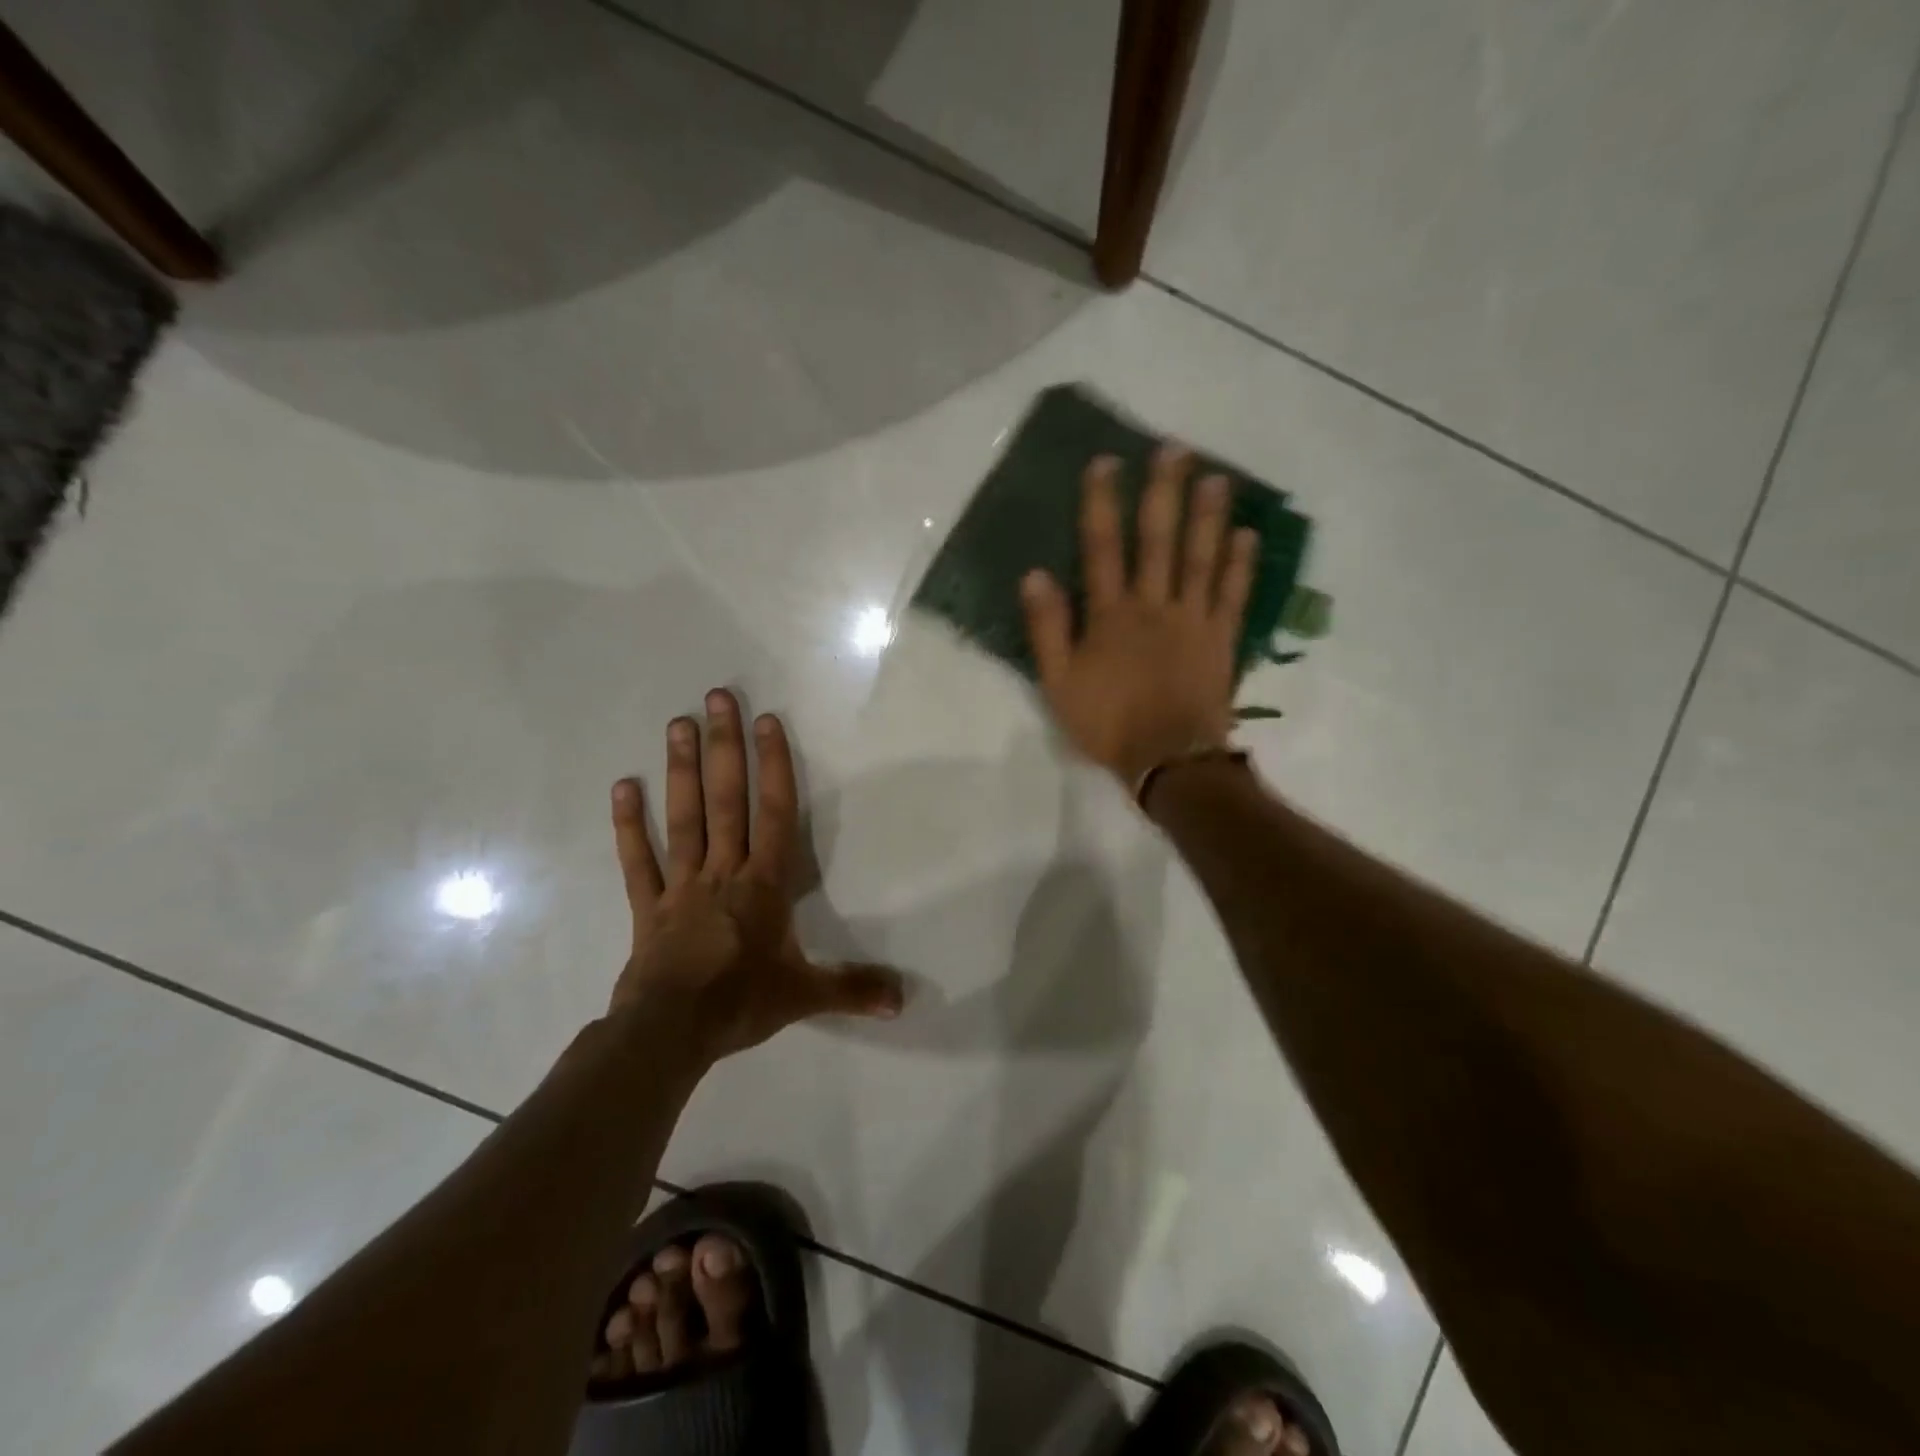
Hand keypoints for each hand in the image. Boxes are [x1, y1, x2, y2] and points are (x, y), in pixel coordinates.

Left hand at [608, 689, 902, 1060]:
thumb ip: (853, 988)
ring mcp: (680, 885)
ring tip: (677, 723)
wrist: (670, 1034)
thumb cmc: (741, 1004)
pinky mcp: (647, 906)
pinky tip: (622, 786)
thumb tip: (903, 1000)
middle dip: (724, 748)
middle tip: (716, 698)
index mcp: (763, 884)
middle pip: (725, 801)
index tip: (766, 722)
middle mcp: (723, 871)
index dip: (773, 766)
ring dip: (680, 770)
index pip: (774, 814)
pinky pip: (637, 860)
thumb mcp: (804, 995)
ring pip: (682, 818)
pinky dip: (628, 825)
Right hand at [1020, 446, 1257, 787]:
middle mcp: (1154, 605)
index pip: (1102, 548)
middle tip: (1174, 449)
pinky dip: (1241, 564)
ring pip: (1201, 557)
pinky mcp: (1221, 638)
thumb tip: (1034, 575)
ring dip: (1208, 515)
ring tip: (1216, 477)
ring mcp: (1193, 619)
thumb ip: (1047, 629)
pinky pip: (1233, 594)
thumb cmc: (1107, 723)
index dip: (1102, 503)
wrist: (1167, 759)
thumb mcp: (1058, 683)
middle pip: (1158, 540)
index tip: (1106, 463)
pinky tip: (1247, 534)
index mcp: (1111, 615)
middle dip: (1164, 492)